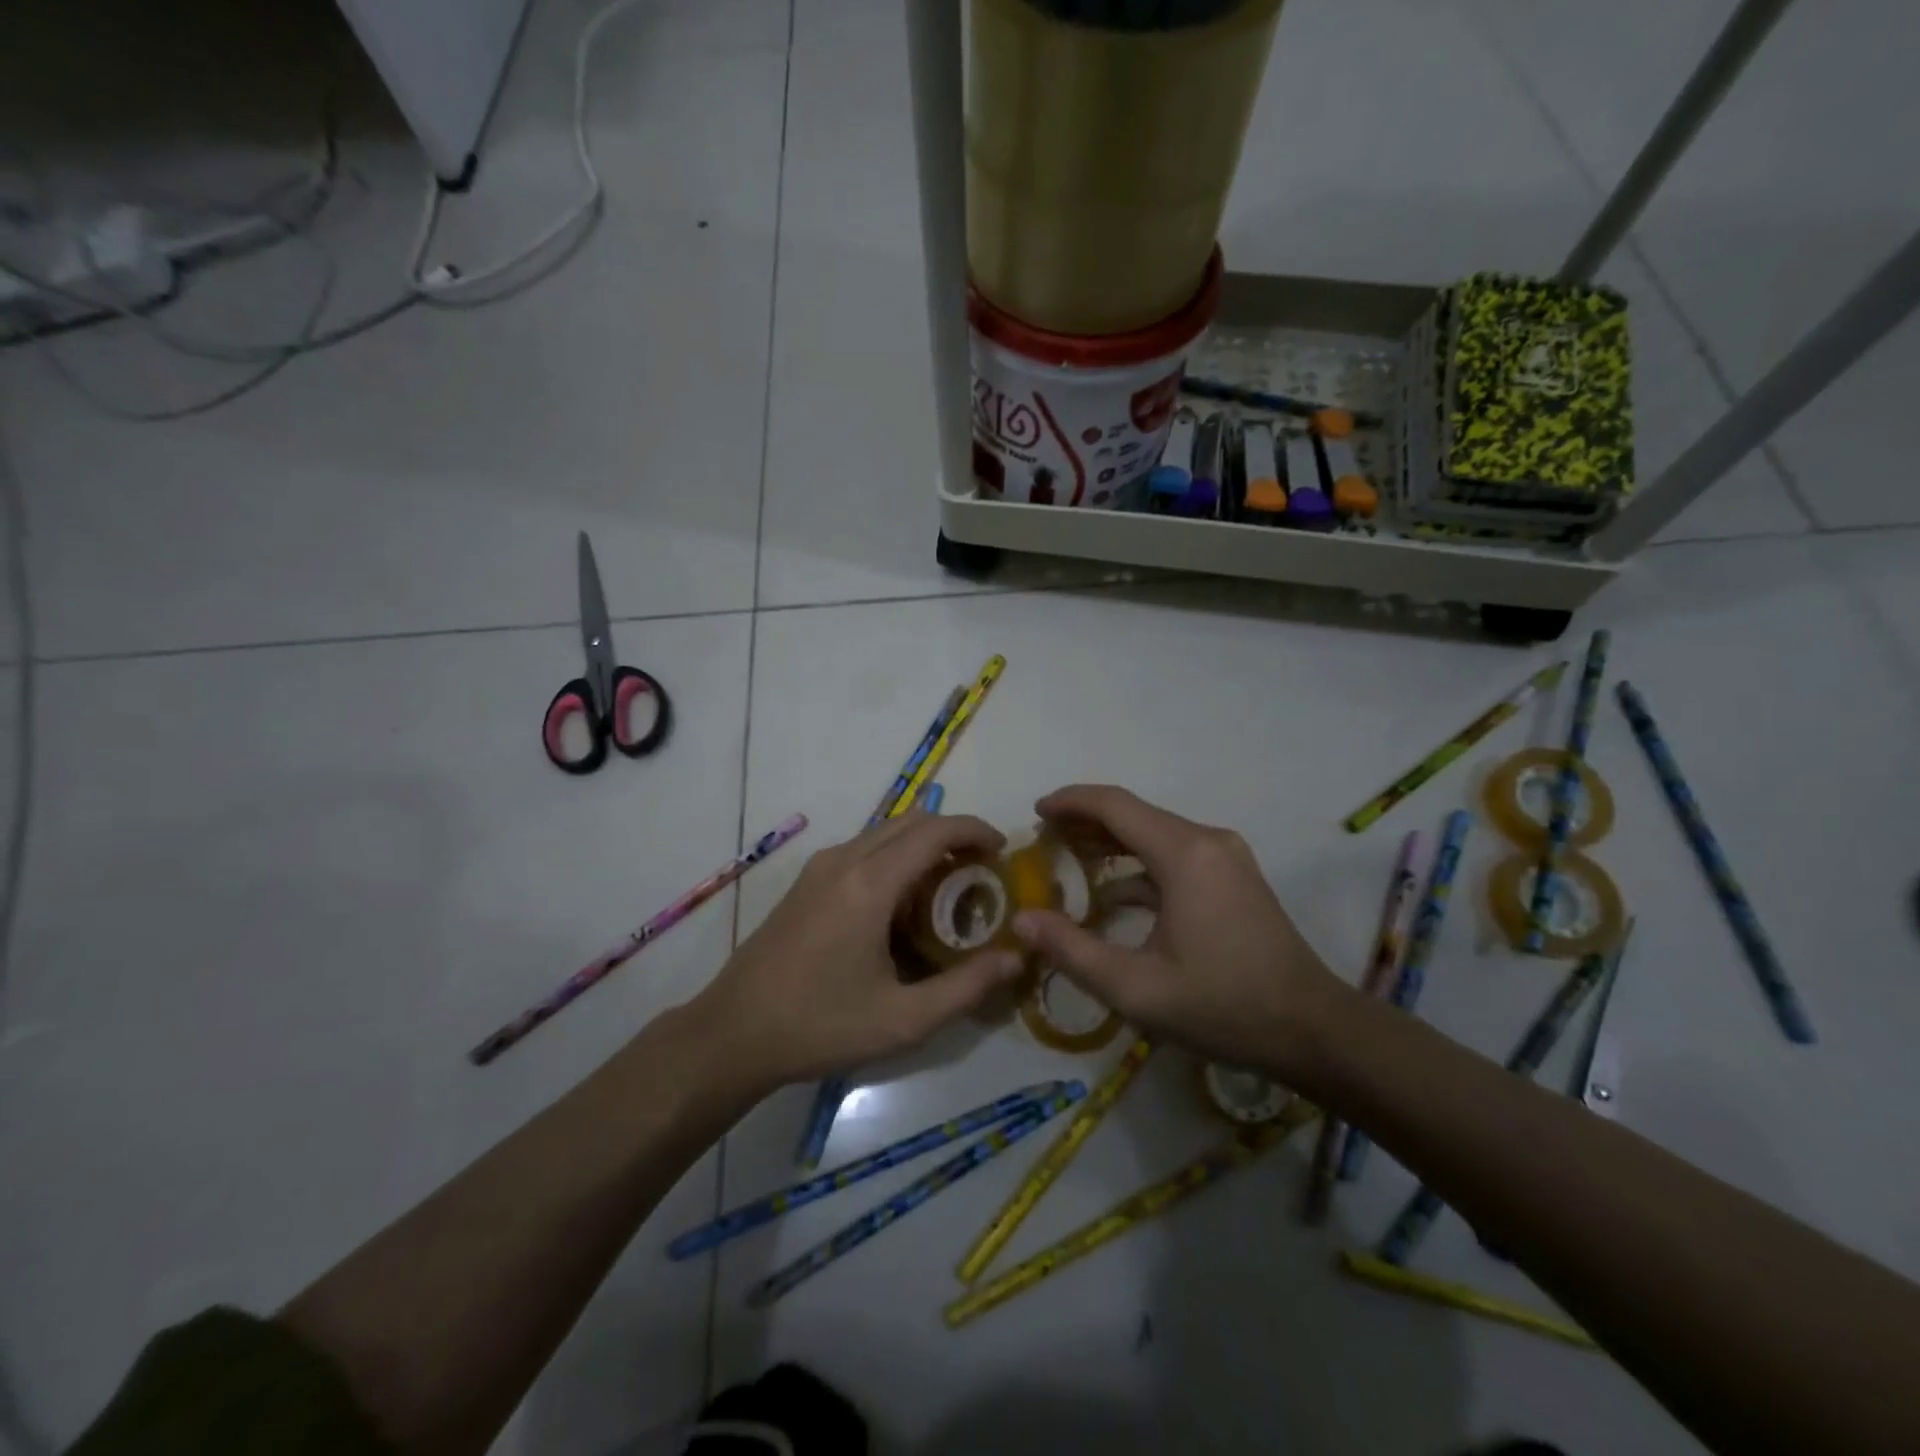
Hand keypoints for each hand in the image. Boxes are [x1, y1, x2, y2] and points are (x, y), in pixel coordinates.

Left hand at [692, 812, 1027, 1089]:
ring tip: (948, 890)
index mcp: (869, 884)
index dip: (975, 831)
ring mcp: (819, 868)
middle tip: (983, 873)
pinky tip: (902, 905)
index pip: (935, 831)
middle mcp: (844, 860)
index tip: (1004, 851)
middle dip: (953, 835)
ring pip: (885, 832)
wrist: (732, 1033)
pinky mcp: (806, 882)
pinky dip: (895, 857)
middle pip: (911, 821)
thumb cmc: (820, 1025)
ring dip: (922, 845)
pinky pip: (863, 849)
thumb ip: (966, 986)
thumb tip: (1017, 957)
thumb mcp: (903, 1019)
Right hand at [1012, 785, 1341, 1077]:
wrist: (1313, 1031)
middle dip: (1085, 821)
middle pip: (1134, 813)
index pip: (1114, 805)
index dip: (1070, 802)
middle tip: (1043, 840)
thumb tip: (1021, 921)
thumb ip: (1072, 951)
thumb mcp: (1136, 989)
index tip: (1035, 812)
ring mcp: (1226, 857)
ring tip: (1068, 858)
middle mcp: (1207, 840)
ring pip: (1155, 833)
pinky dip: (1139, 864)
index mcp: (1184, 854)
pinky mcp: (1234, 877)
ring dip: (1111, 841)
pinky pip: (1175, 855)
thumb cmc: (1223, 1007)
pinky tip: (1113, 892)